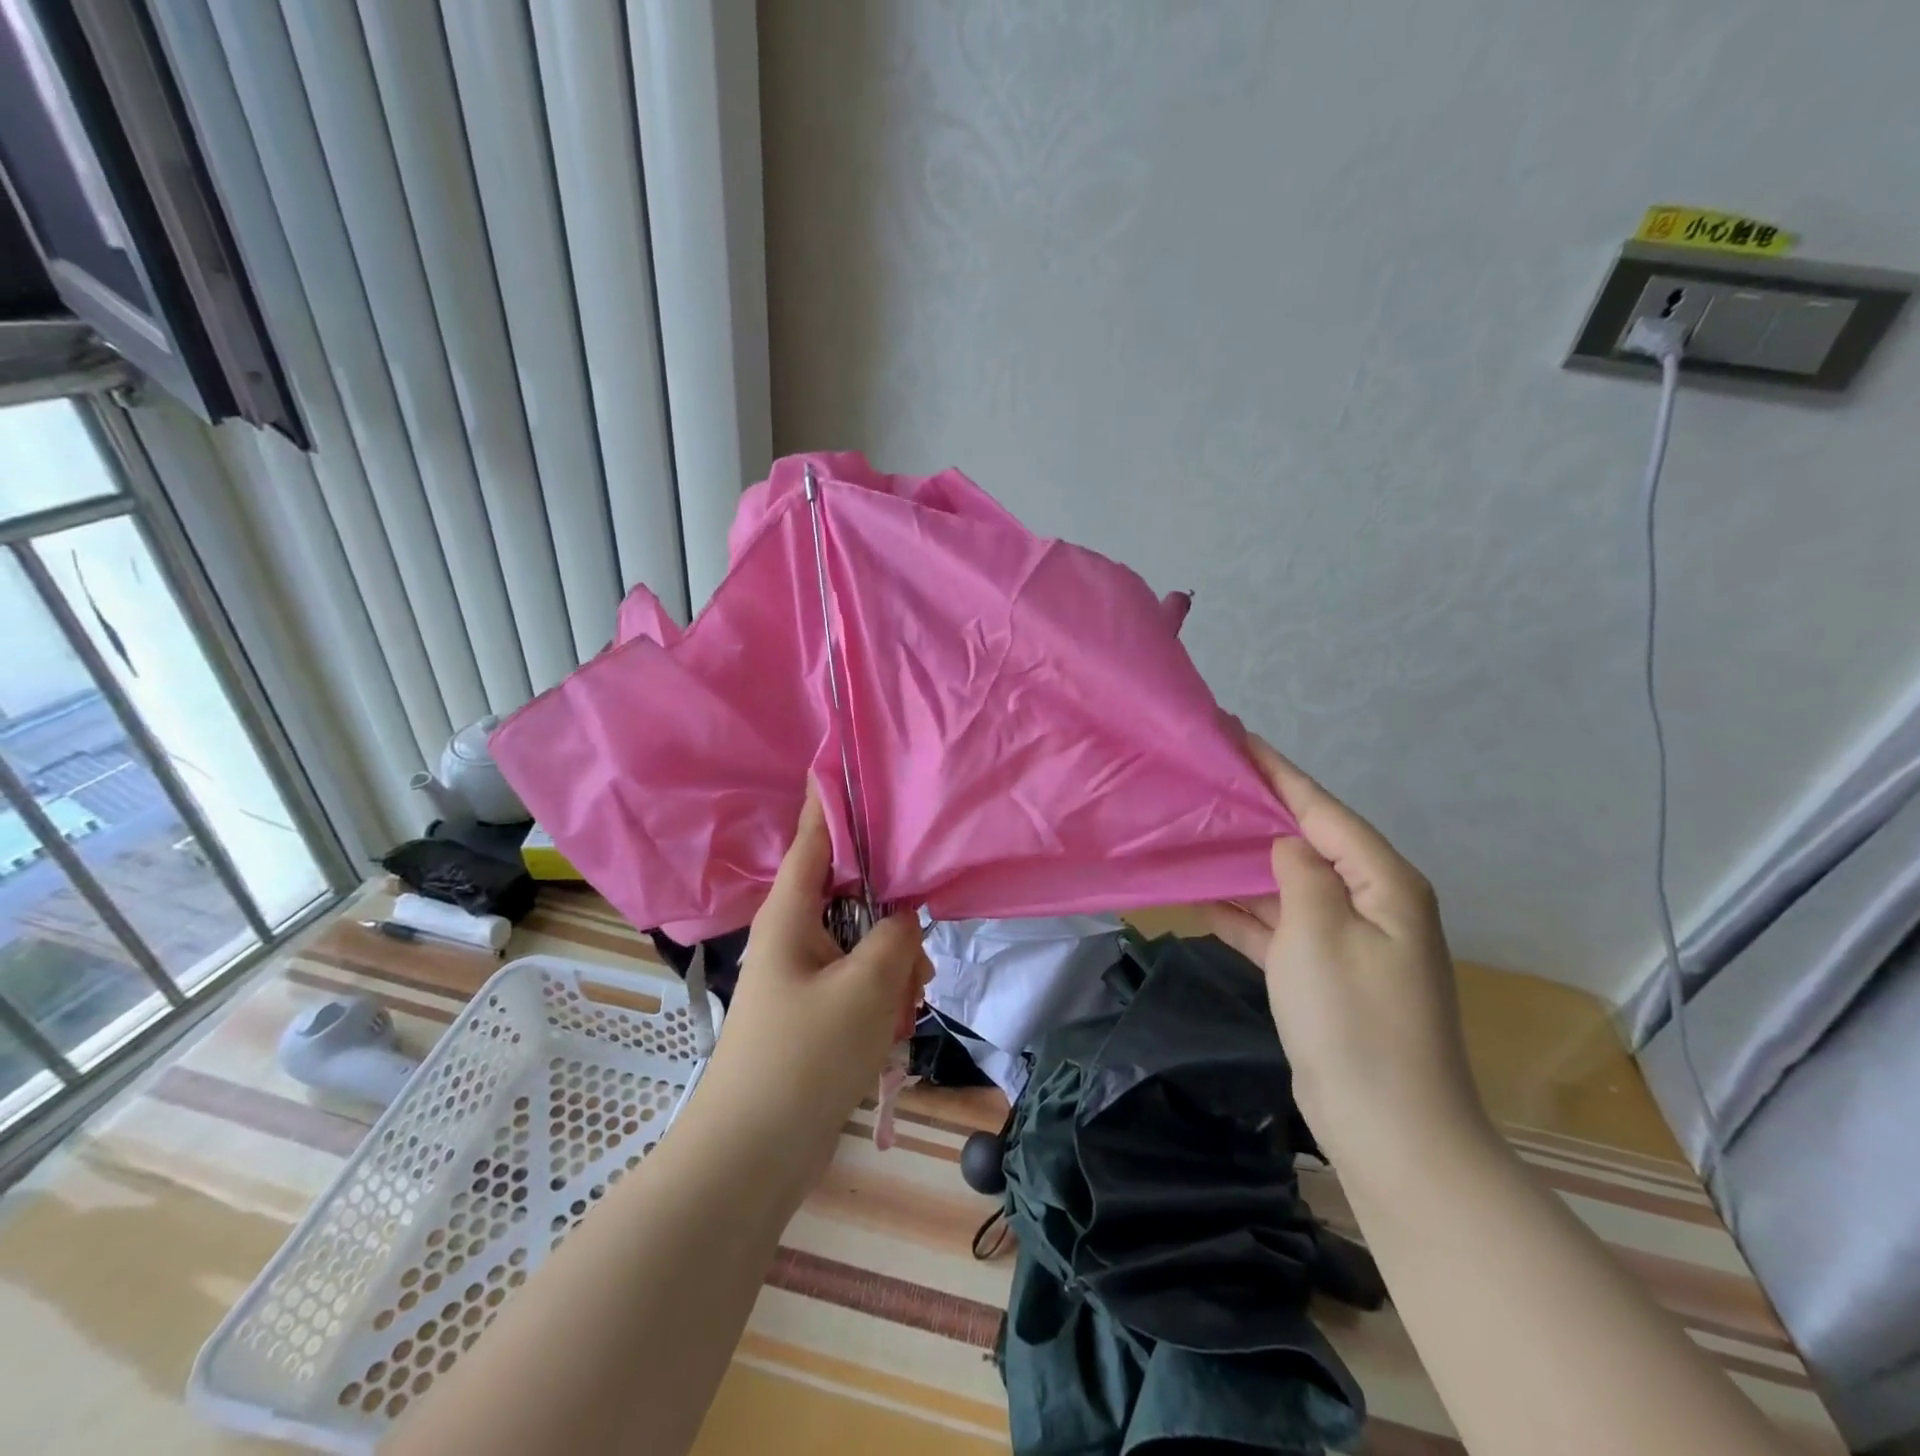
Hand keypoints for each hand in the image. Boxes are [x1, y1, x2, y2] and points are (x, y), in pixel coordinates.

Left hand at [698, 787, 928, 1169]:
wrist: (749, 1160)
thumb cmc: (802, 1059)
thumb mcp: (865, 988)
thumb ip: (894, 938)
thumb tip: (903, 917)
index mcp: (790, 915)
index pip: (816, 839)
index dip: (832, 801)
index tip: (844, 760)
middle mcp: (793, 937)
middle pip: (855, 899)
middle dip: (894, 925)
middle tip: (918, 963)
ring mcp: (803, 977)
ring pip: (864, 947)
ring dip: (893, 971)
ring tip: (903, 1013)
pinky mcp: (814, 1014)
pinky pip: (859, 986)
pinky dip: (882, 1002)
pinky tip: (891, 1035)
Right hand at [1201, 736, 1484, 1162]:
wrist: (1388, 1128)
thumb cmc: (1354, 1020)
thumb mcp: (1319, 932)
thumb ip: (1299, 872)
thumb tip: (1285, 844)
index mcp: (1382, 881)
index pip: (1320, 809)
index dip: (1276, 771)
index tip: (1236, 736)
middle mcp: (1370, 902)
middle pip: (1304, 842)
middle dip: (1256, 812)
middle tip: (1205, 781)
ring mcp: (1347, 941)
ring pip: (1286, 884)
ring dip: (1243, 863)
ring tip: (1193, 830)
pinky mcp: (1323, 975)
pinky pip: (1278, 926)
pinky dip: (1243, 912)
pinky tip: (1201, 896)